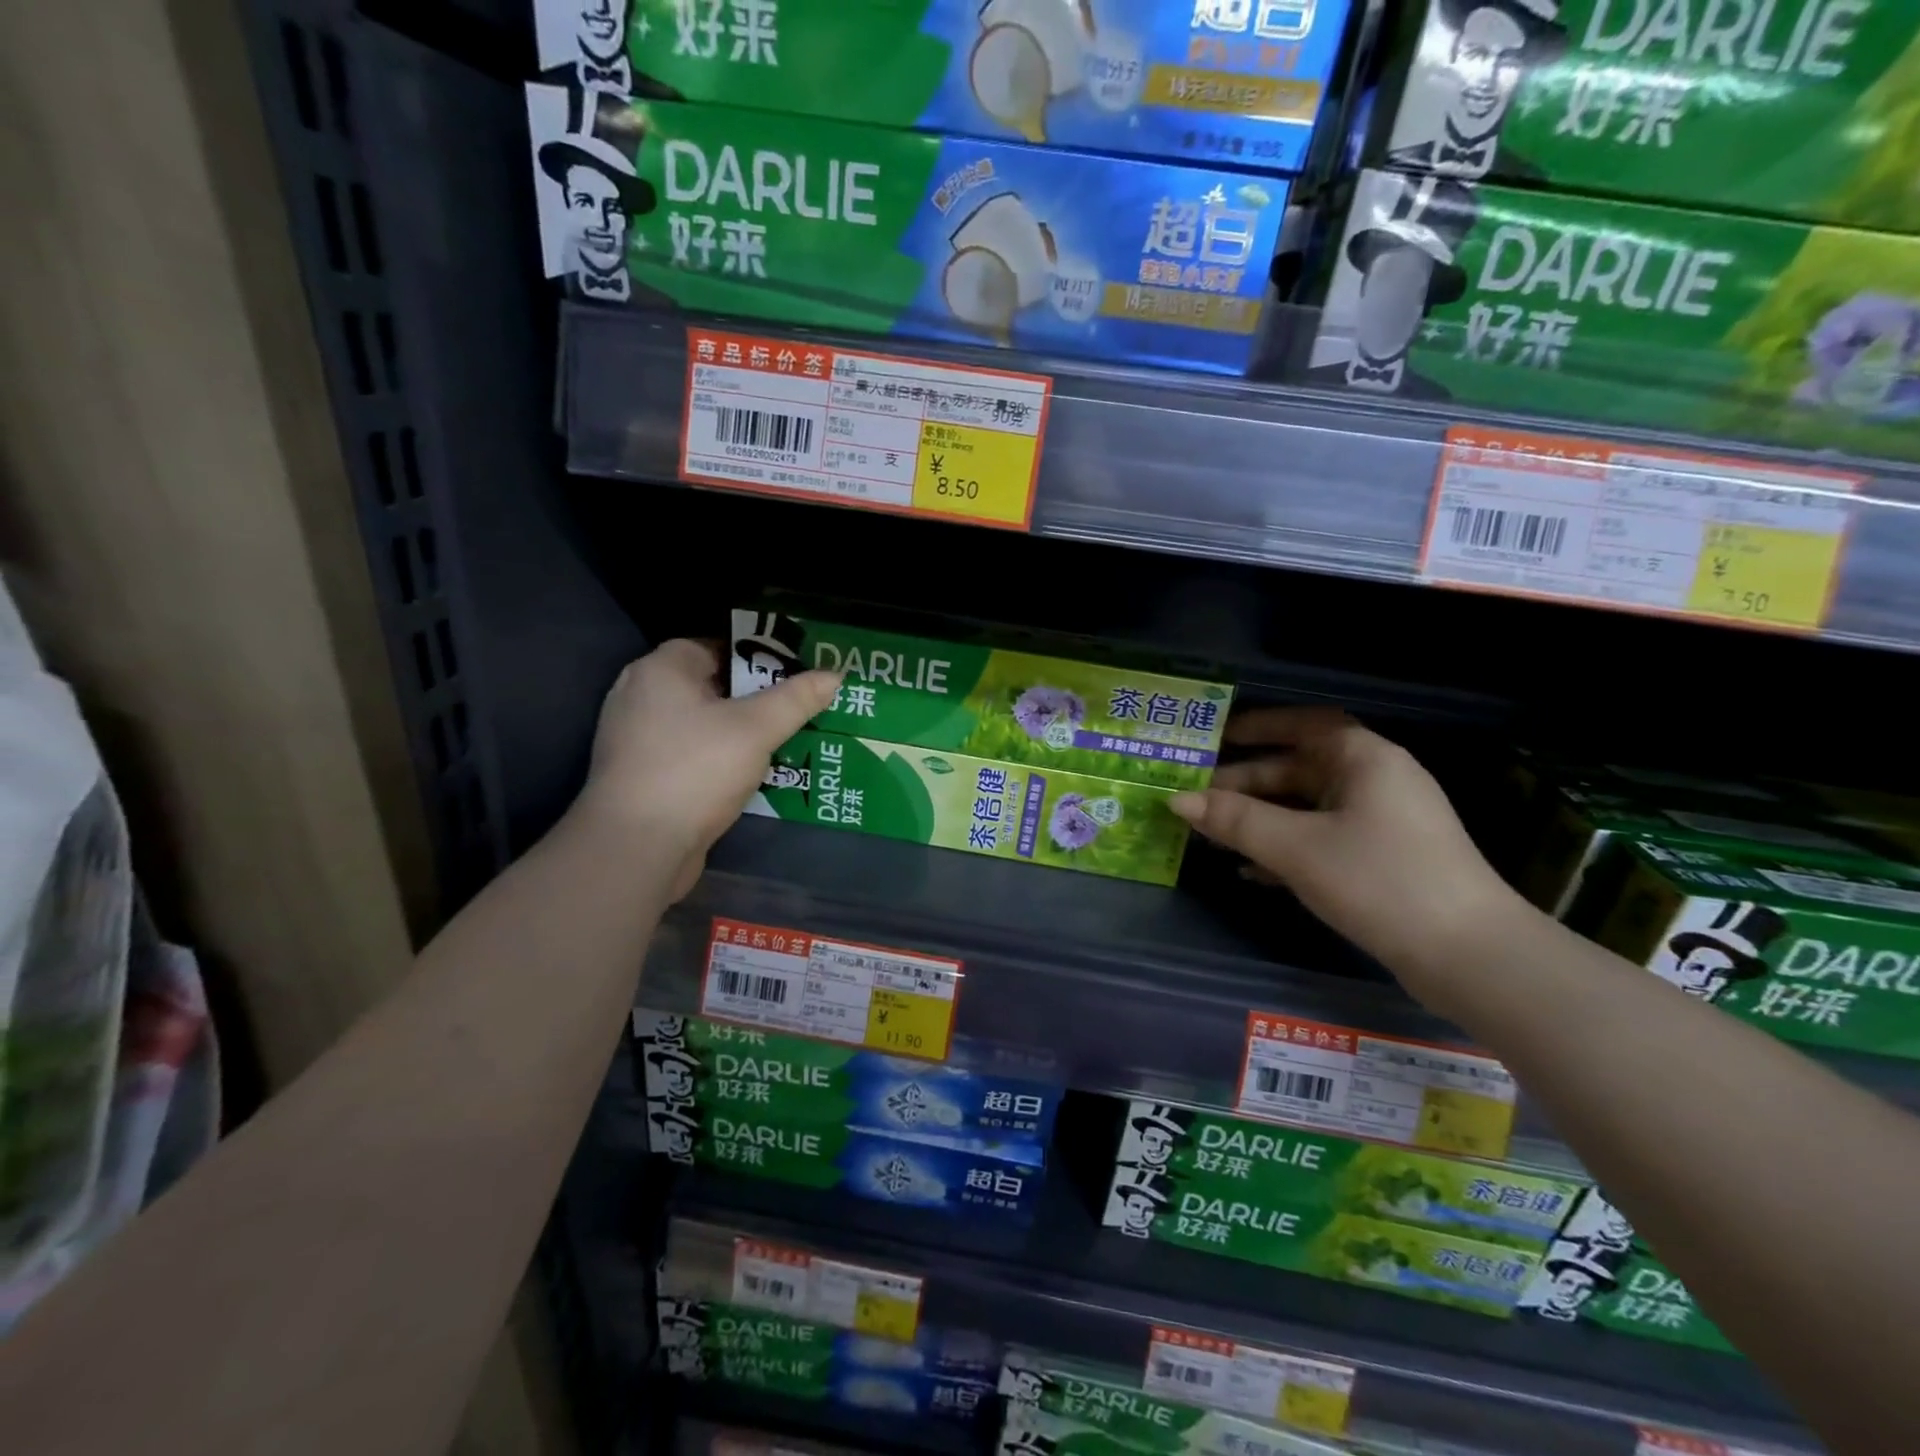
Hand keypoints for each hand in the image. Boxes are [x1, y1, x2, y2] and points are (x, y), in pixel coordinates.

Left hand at [579, 639, 839, 898]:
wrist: (637, 846)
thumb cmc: (695, 770)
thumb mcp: (756, 729)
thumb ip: (796, 699)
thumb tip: (835, 675)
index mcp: (660, 670)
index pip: (713, 645)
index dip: (755, 655)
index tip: (791, 674)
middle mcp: (639, 696)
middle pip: (708, 684)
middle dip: (752, 697)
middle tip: (793, 708)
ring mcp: (634, 738)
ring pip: (699, 723)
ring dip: (736, 731)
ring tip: (779, 740)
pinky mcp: (639, 775)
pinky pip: (687, 753)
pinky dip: (716, 757)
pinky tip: (748, 773)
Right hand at [1169, 708, 1520, 1006]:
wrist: (1469, 956)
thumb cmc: (1379, 880)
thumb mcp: (1297, 847)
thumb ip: (1235, 820)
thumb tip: (1177, 800)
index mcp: (1365, 759)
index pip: (1306, 724)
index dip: (1259, 726)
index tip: (1216, 738)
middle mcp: (1376, 781)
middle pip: (1300, 768)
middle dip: (1247, 783)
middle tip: (1197, 798)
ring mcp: (1382, 822)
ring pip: (1307, 807)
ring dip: (1261, 818)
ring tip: (1212, 833)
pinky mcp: (1383, 860)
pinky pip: (1322, 839)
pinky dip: (1285, 847)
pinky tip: (1250, 870)